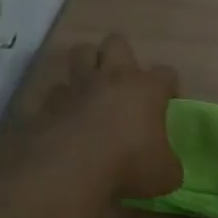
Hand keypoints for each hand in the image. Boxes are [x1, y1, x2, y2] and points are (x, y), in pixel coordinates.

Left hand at [36, 34, 182, 200]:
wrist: (69, 170)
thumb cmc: (128, 164)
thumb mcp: (165, 175)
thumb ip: (168, 164)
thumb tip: (166, 167)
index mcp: (146, 89)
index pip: (166, 73)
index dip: (169, 87)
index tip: (168, 103)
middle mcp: (112, 78)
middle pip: (117, 43)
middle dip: (121, 56)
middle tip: (124, 83)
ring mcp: (77, 87)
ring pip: (80, 53)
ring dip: (86, 65)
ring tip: (92, 88)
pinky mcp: (47, 103)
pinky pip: (54, 91)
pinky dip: (60, 100)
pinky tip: (64, 117)